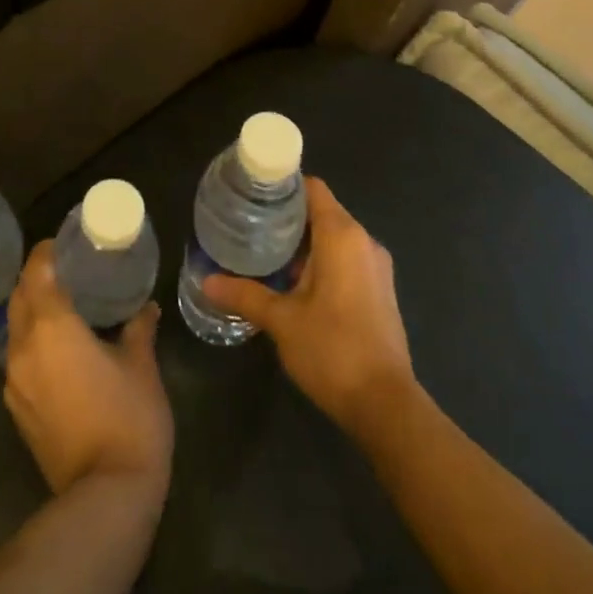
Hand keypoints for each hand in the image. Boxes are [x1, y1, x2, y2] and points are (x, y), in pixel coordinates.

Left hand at [4, 240, 172, 496]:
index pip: (36, 272)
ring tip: (63, 307)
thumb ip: (139, 329)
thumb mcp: (141, 365)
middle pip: (19, 297)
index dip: (45, 252)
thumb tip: (147, 308)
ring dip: (32, 312)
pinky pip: (18, 359)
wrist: (105, 496)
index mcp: (52, 327)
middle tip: (66, 270)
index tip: (63, 243)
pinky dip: (33, 342)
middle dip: (36, 279)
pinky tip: (59, 349)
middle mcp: (24, 348)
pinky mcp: (17, 410)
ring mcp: (15, 382)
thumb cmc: (128, 417)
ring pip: (15, 329)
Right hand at [202, 177, 416, 437]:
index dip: (283, 186)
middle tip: (249, 226)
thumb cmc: (333, 350)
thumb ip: (245, 295)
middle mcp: (364, 242)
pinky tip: (293, 284)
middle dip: (287, 218)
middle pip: (322, 212)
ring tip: (264, 254)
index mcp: (342, 235)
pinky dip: (321, 262)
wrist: (386, 406)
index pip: (312, 188)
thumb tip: (207, 281)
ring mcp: (376, 268)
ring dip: (303, 244)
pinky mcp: (380, 292)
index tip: (253, 195)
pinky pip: (346, 260)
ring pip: (334, 238)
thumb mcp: (282, 320)